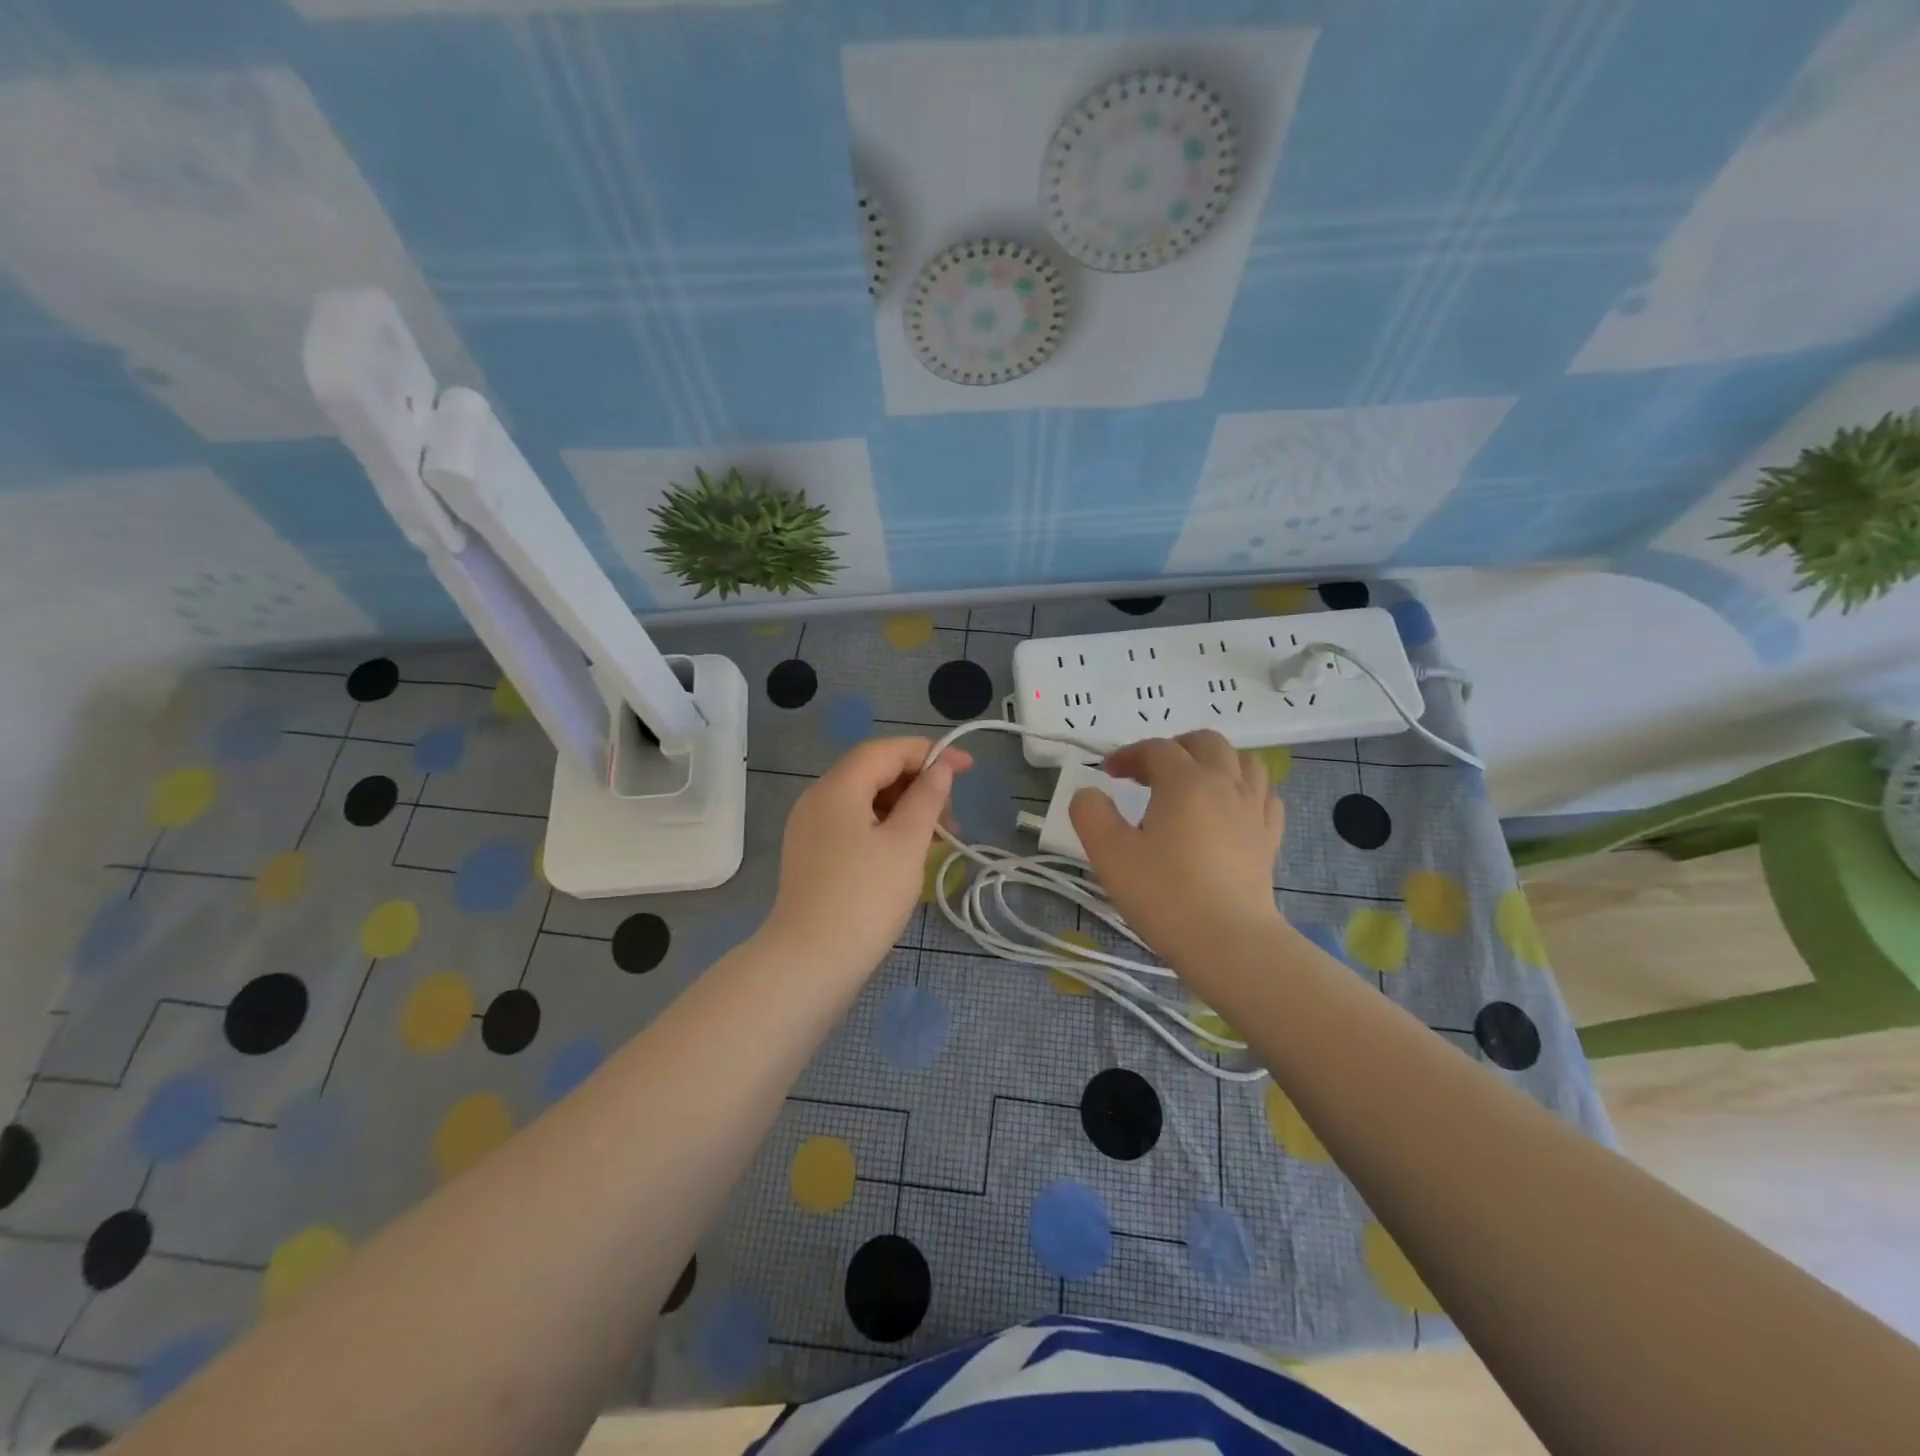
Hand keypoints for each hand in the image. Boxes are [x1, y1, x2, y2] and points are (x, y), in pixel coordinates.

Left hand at [764, 737, 972, 975]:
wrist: (810, 963)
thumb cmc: (865, 898)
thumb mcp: (906, 844)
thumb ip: (926, 798)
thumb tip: (940, 768)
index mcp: (837, 788)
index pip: (885, 751)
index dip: (928, 752)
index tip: (967, 767)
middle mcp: (818, 800)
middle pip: (873, 772)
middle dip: (917, 784)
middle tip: (951, 816)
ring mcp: (811, 829)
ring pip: (865, 801)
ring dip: (905, 810)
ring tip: (938, 839)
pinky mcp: (813, 856)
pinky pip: (854, 825)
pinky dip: (885, 829)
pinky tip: (909, 853)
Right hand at [1069, 730, 1284, 964]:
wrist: (1228, 942)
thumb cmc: (1164, 894)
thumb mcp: (1109, 853)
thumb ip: (1091, 813)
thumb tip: (1090, 794)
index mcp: (1185, 781)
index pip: (1156, 748)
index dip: (1129, 754)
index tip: (1109, 774)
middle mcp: (1225, 784)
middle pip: (1206, 742)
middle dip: (1175, 748)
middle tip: (1151, 773)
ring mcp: (1254, 810)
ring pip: (1244, 761)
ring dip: (1215, 761)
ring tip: (1193, 784)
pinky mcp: (1270, 838)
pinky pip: (1264, 795)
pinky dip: (1245, 790)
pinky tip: (1229, 809)